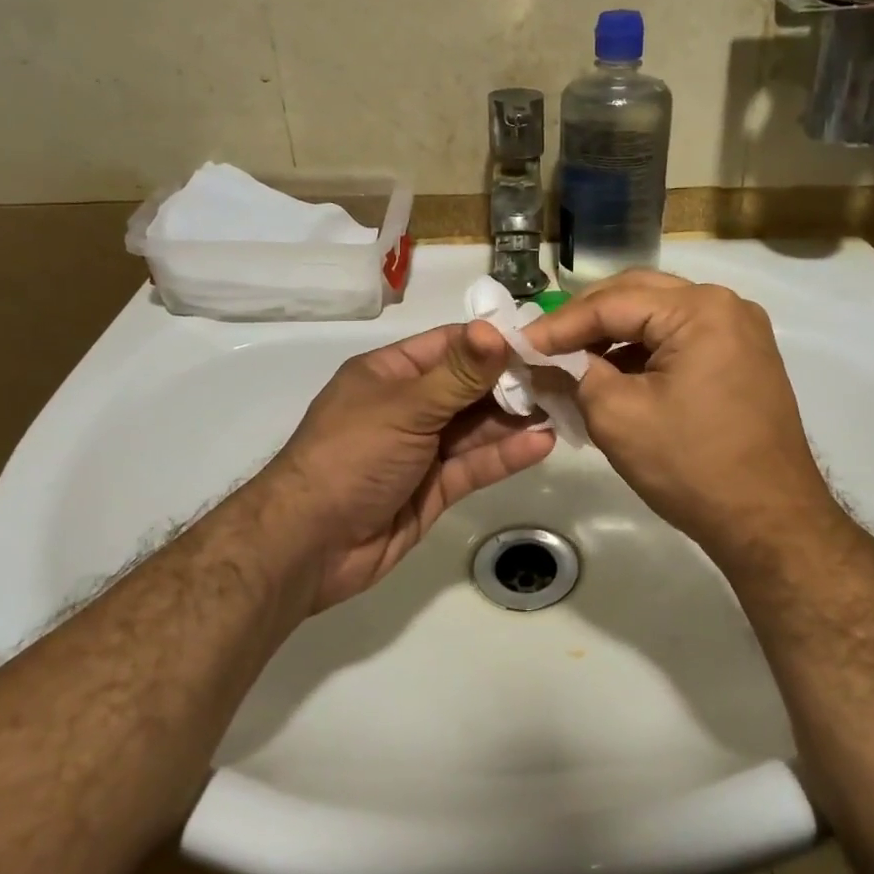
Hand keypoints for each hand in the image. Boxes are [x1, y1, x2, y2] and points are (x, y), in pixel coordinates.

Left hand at [252, 320, 554, 611]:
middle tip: (565, 379)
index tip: (542, 342)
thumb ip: (458, 374)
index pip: (450, 346)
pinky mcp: (434, 489)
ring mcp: (422, 450)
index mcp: (390, 374)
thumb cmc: (351, 457)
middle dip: (513, 384)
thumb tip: (497, 328)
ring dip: (516, 420)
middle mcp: (408, 407)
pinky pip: (475, 465)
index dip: (493, 343)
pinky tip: (542, 444)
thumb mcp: (405, 408)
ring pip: (477, 428)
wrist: (309, 545)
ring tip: (563, 409)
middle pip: (469, 387)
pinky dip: (506, 455)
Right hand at [524, 270, 842, 563]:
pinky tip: (612, 375)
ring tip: (571, 362)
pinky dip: (643, 352)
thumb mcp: (617, 417)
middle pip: (637, 297)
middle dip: (586, 321)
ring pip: (658, 317)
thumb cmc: (692, 466)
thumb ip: (572, 376)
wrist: (770, 522)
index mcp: (699, 309)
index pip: (611, 303)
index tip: (519, 344)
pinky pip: (681, 340)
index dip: (559, 324)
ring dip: (613, 336)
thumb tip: (540, 362)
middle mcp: (725, 305)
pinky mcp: (743, 359)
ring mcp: (739, 332)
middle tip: (544, 346)